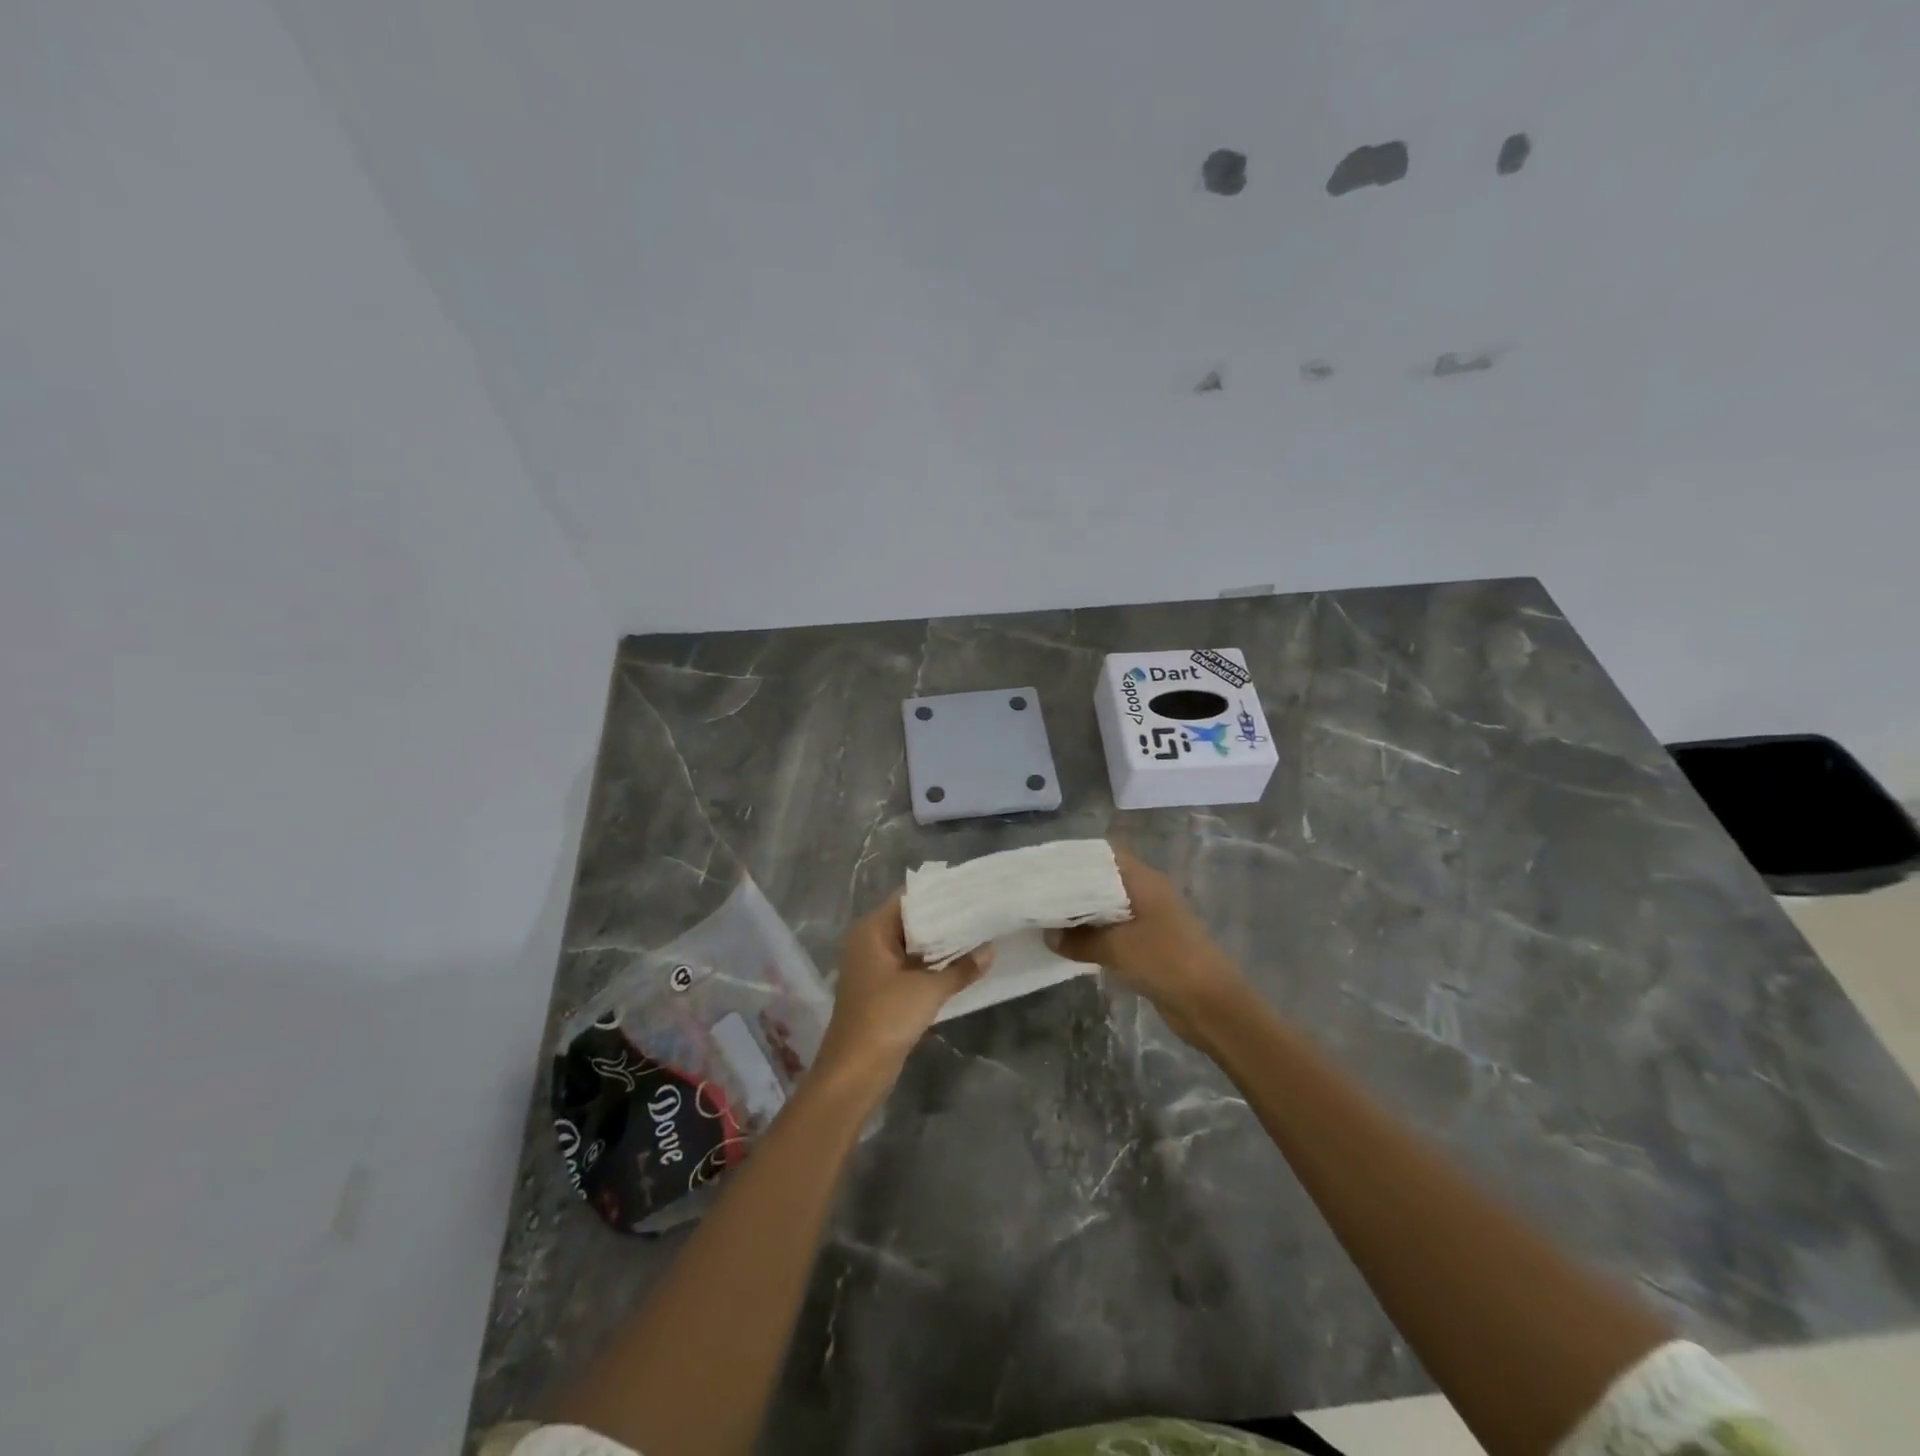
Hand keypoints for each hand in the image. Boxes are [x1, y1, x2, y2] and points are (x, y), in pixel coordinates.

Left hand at [815, 893, 991, 1082]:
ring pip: (913, 945)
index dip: (939, 893)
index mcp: (872, 930)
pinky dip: (933, 965)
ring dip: (941, 944)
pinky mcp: (883, 989)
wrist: (855, 1071)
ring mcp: (875, 967)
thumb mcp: (928, 990)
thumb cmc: (886, 1017)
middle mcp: (870, 942)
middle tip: (981, 911)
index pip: (908, 898)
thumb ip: (961, 968)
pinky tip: (962, 964)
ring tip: (979, 933)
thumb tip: (990, 950)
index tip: (971, 890)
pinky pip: (911, 966)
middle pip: (911, 920)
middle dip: (945, 919)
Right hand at [1047, 846, 1246, 1045]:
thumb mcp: (1116, 948)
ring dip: (1082, 915)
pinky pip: (1116, 932)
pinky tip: (1071, 945)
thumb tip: (1049, 935)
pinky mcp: (1151, 945)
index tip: (1043, 868)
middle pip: (1103, 881)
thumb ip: (1079, 939)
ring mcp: (1150, 919)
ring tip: (1046, 919)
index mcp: (1143, 880)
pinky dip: (1095, 936)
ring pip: (1108, 908)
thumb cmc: (1166, 961)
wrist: (1213, 1006)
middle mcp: (1147, 892)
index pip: (1103, 855)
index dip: (1074, 858)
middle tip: (1038, 895)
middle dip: (1072, 889)